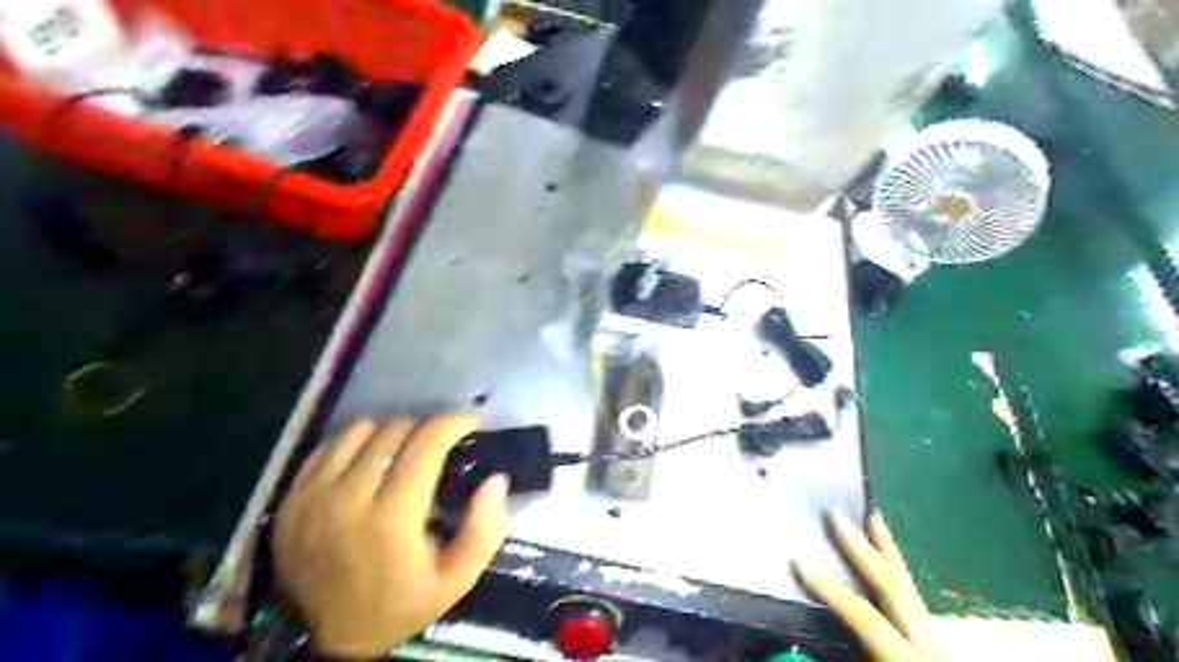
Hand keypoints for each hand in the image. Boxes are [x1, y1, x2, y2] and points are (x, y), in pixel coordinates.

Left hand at [274, 417, 514, 653]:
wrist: (327, 640)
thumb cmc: (400, 605)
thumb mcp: (457, 580)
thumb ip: (484, 530)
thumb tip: (496, 479)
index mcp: (392, 516)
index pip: (426, 442)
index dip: (454, 422)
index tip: (471, 422)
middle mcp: (348, 496)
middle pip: (394, 429)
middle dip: (426, 428)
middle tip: (440, 444)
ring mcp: (313, 495)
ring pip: (360, 430)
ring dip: (389, 432)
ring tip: (402, 450)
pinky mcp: (291, 498)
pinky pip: (328, 446)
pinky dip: (354, 444)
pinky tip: (366, 462)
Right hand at [797, 512, 946, 661]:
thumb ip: (849, 659)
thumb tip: (801, 656)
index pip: (867, 618)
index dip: (832, 589)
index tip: (800, 561)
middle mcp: (929, 646)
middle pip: (895, 588)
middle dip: (863, 550)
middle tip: (836, 515)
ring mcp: (938, 644)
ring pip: (911, 589)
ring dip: (888, 553)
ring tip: (875, 520)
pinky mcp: (937, 647)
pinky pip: (914, 601)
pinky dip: (900, 576)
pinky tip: (892, 567)